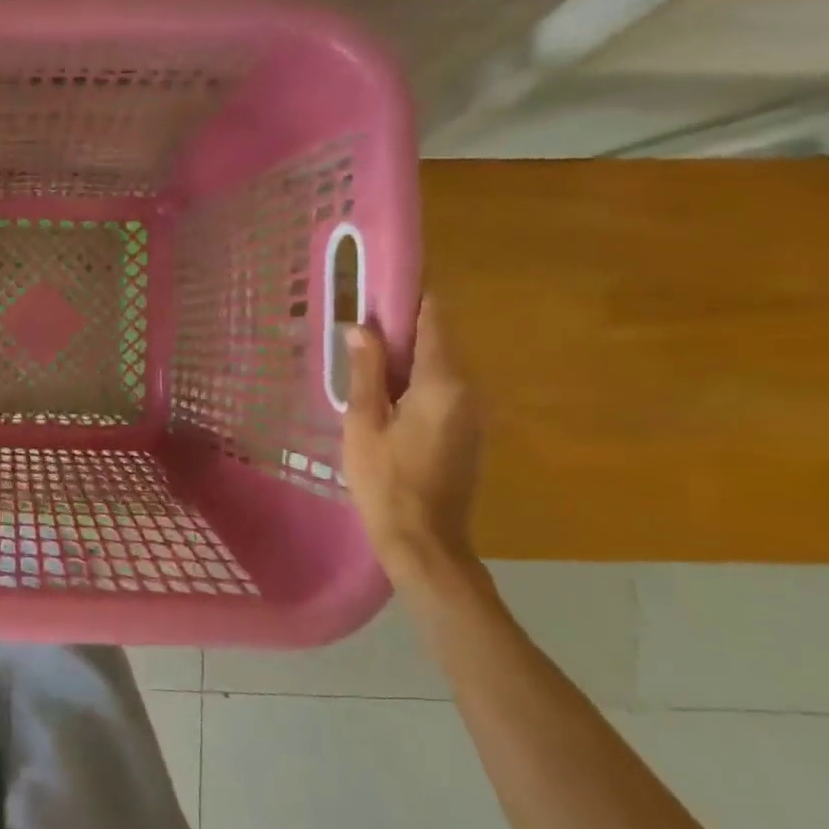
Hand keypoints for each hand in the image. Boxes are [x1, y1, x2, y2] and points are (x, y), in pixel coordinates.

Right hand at [342, 298, 485, 597]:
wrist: (423, 541)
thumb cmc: (385, 479)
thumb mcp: (363, 422)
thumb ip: (365, 371)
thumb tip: (361, 327)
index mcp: (442, 382)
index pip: (433, 319)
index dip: (408, 296)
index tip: (376, 287)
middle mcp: (467, 389)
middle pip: (437, 339)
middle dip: (399, 327)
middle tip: (356, 324)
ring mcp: (471, 412)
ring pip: (438, 365)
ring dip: (404, 355)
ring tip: (362, 356)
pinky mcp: (466, 431)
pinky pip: (441, 388)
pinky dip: (414, 380)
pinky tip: (382, 393)